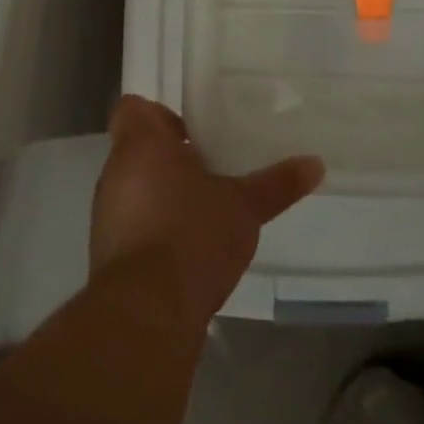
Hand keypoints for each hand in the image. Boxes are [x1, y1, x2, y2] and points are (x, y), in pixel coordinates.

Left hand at [90, 96, 323, 325]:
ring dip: (163, 194)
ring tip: (206, 209)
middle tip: (212, 168)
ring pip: (134, 188)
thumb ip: (277, 183)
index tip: (194, 133)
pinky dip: (154, 229)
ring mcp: (107, 214)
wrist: (146, 315)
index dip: (161, 115)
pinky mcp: (107, 254)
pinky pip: (132, 225)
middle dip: (172, 157)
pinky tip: (188, 249)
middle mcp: (116, 172)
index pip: (134, 108)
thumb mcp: (244, 207)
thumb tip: (316, 163)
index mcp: (141, 144)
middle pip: (138, 149)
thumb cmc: (192, 237)